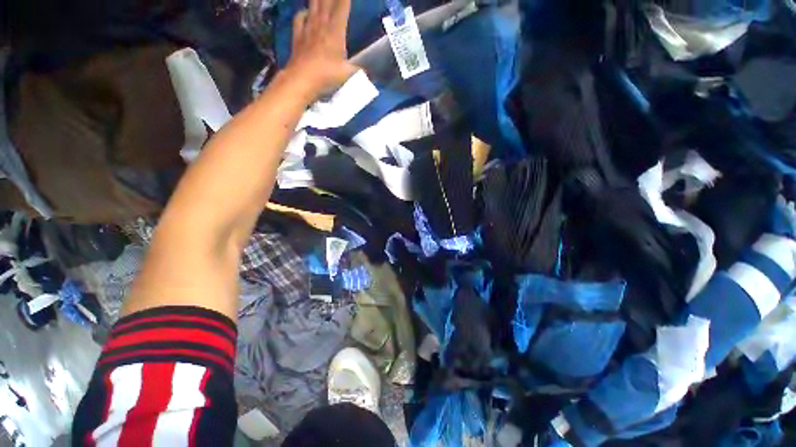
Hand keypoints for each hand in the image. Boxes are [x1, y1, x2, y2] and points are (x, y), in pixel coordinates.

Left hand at [285, 0, 357, 95]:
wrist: (302, 79)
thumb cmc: (327, 75)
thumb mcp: (348, 75)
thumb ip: (359, 71)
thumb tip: (369, 74)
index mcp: (335, 31)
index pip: (342, 7)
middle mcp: (321, 24)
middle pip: (326, 1)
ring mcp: (307, 28)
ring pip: (312, 5)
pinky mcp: (297, 36)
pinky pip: (299, 18)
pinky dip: (303, 12)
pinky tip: (305, 11)